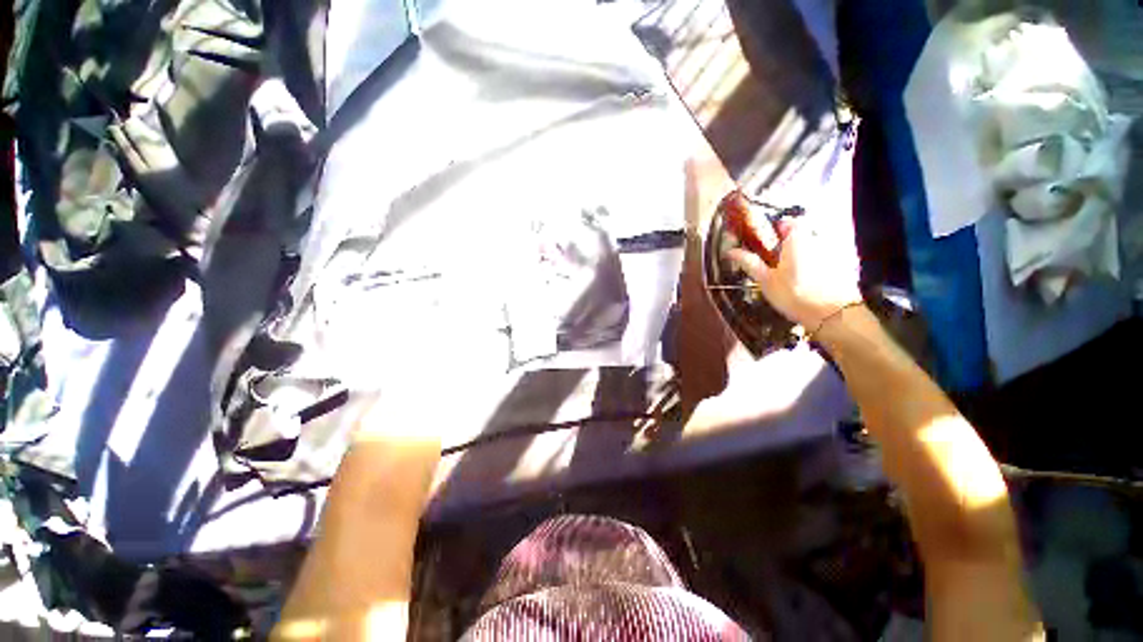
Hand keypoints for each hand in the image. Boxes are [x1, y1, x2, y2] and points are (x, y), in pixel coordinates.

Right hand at [726, 212, 861, 332]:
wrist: (833, 315)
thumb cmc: (796, 295)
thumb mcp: (766, 280)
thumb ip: (749, 262)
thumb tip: (732, 251)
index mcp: (798, 238)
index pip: (786, 222)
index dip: (773, 230)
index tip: (764, 243)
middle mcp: (818, 239)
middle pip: (799, 235)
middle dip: (786, 246)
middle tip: (773, 265)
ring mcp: (832, 252)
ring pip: (811, 249)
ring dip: (800, 258)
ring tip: (788, 278)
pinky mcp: (842, 266)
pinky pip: (823, 261)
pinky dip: (813, 268)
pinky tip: (805, 285)